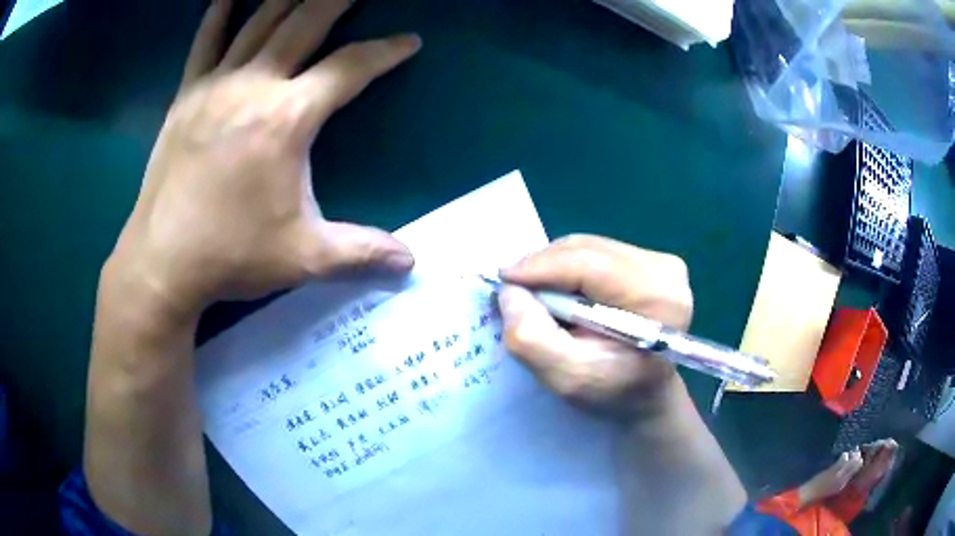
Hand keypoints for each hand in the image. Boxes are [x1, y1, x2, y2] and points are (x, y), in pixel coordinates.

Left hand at [106, 0, 420, 315]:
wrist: (161, 264)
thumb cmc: (231, 256)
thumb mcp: (305, 257)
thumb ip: (362, 251)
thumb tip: (410, 263)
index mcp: (288, 118)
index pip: (349, 67)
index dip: (385, 51)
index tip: (408, 41)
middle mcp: (253, 86)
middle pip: (304, 23)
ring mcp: (214, 86)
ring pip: (258, 23)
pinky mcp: (185, 97)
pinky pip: (204, 42)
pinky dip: (218, 15)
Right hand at [497, 235, 693, 418]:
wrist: (646, 393)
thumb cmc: (612, 392)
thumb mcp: (568, 378)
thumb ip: (534, 338)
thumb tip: (510, 291)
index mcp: (658, 299)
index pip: (591, 265)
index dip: (541, 267)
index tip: (503, 280)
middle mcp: (665, 270)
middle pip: (588, 250)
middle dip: (544, 267)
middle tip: (515, 292)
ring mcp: (660, 262)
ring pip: (588, 247)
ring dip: (555, 268)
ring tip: (538, 296)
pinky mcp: (650, 260)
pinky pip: (595, 252)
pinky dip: (569, 268)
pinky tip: (563, 292)